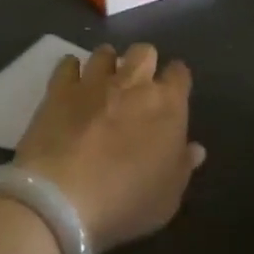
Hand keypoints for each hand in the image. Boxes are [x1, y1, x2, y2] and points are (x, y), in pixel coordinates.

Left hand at [13, 44, 204, 251]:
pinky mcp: (58, 90)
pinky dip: (70, 71)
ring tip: (102, 83)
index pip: (180, 74)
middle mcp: (133, 83)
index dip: (176, 81)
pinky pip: (67, 64)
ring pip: (105, 53)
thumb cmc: (126, 201)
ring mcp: (93, 82)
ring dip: (107, 64)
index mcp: (167, 104)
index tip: (172, 94)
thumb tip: (195, 149)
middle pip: (144, 52)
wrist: (62, 199)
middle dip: (144, 63)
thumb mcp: (168, 197)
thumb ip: (183, 166)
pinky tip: (70, 86)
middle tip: (137, 87)